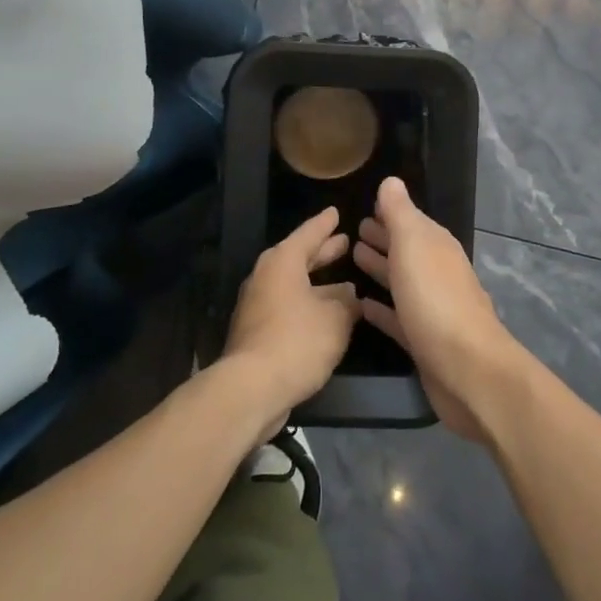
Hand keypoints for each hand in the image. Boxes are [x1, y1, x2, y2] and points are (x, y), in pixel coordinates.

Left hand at [223, 207, 360, 439]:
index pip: (308, 233)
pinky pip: (287, 307)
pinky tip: (326, 317)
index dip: (325, 224)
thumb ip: (347, 302)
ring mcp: (257, 305)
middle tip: (345, 242)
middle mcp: (266, 277)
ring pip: (293, 285)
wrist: (251, 388)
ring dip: (317, 284)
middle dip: (323, 252)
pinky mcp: (256, 332)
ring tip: (344, 284)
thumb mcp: (336, 318)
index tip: (336, 212)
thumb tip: (349, 293)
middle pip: (298, 258)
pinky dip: (307, 306)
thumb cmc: (297, 341)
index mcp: (282, 262)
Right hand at [353, 177, 525, 441]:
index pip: (410, 221)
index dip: (390, 213)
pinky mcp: (422, 341)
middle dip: (383, 238)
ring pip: (401, 281)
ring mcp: (431, 308)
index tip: (365, 205)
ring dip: (380, 269)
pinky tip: (361, 305)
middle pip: (406, 249)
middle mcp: (436, 272)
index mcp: (436, 246)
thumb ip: (400, 214)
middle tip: (354, 231)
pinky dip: (381, 308)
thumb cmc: (435, 299)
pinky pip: (397, 316)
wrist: (467, 369)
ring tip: (353, 258)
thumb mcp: (413, 246)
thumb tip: (391, 181)